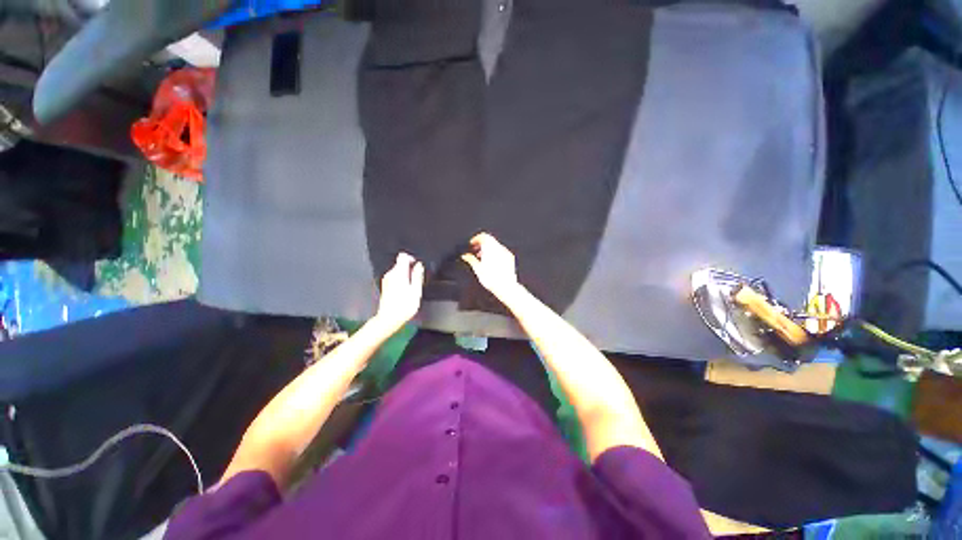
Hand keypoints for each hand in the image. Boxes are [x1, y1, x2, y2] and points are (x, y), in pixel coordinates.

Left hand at [374, 252, 424, 332]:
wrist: (389, 319)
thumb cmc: (404, 306)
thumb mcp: (416, 291)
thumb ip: (417, 276)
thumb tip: (419, 265)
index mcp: (399, 273)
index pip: (403, 256)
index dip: (411, 258)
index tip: (417, 266)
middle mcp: (390, 274)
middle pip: (400, 264)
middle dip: (410, 269)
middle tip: (416, 281)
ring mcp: (386, 280)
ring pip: (398, 271)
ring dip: (406, 276)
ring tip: (411, 288)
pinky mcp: (385, 286)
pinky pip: (395, 278)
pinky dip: (401, 281)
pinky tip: (405, 292)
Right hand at [461, 233, 521, 299]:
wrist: (506, 287)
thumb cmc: (492, 279)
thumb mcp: (477, 269)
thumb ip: (471, 260)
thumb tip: (465, 256)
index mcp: (490, 248)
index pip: (483, 236)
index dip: (476, 239)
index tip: (472, 244)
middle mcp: (499, 248)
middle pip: (490, 240)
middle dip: (481, 244)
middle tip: (475, 250)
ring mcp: (506, 252)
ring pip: (495, 245)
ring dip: (488, 249)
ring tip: (481, 257)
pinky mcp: (510, 258)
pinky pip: (501, 251)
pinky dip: (495, 253)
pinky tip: (491, 262)